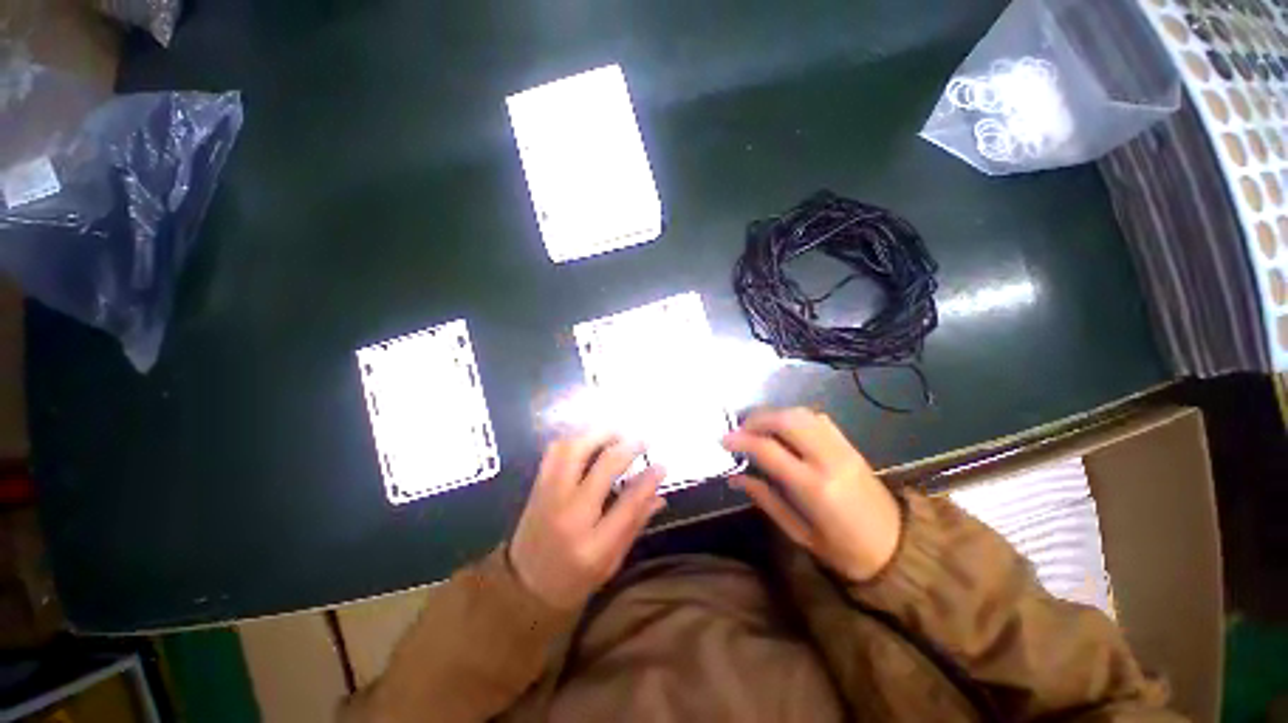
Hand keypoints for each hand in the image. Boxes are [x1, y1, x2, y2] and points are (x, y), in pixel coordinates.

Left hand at [509, 433, 666, 609]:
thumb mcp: (611, 561)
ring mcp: (549, 496)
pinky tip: (589, 441)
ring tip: (616, 436)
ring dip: (599, 435)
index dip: (649, 479)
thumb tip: (659, 494)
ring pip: (575, 449)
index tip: (662, 464)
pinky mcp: (537, 485)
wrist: (524, 586)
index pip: (629, 503)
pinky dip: (575, 439)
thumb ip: (634, 524)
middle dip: (627, 447)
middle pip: (603, 466)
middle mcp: (570, 513)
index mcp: (593, 545)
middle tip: (641, 441)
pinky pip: (555, 451)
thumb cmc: (574, 578)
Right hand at [722, 408, 901, 582]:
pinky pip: (817, 418)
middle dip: (757, 418)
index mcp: (814, 486)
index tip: (723, 440)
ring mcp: (842, 448)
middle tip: (739, 430)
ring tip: (757, 427)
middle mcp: (828, 459)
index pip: (768, 449)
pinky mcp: (850, 445)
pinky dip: (794, 416)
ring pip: (801, 414)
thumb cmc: (844, 551)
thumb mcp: (799, 533)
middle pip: (786, 420)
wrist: (898, 550)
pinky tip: (784, 429)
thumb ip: (765, 499)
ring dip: (774, 414)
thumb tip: (735, 477)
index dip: (741, 441)